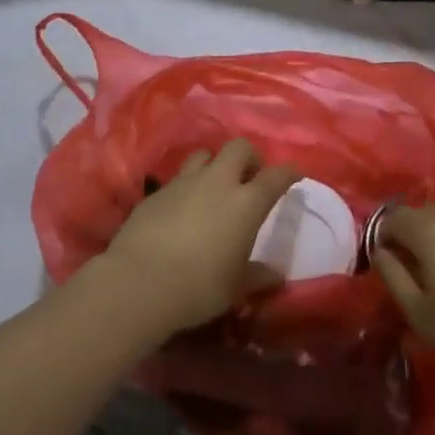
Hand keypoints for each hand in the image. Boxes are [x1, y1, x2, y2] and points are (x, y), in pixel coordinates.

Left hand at [98, 138, 299, 339]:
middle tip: (250, 178)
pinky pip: (179, 177)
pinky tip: (183, 208)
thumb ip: (258, 276)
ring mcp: (185, 181)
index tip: (294, 174)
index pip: (275, 177)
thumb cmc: (199, 286)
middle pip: (239, 147)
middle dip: (249, 157)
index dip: (288, 172)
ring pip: (205, 154)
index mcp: (245, 203)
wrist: (140, 281)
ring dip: (215, 164)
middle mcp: (218, 182)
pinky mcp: (158, 190)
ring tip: (214, 186)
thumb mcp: (235, 287)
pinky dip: (187, 186)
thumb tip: (277, 275)